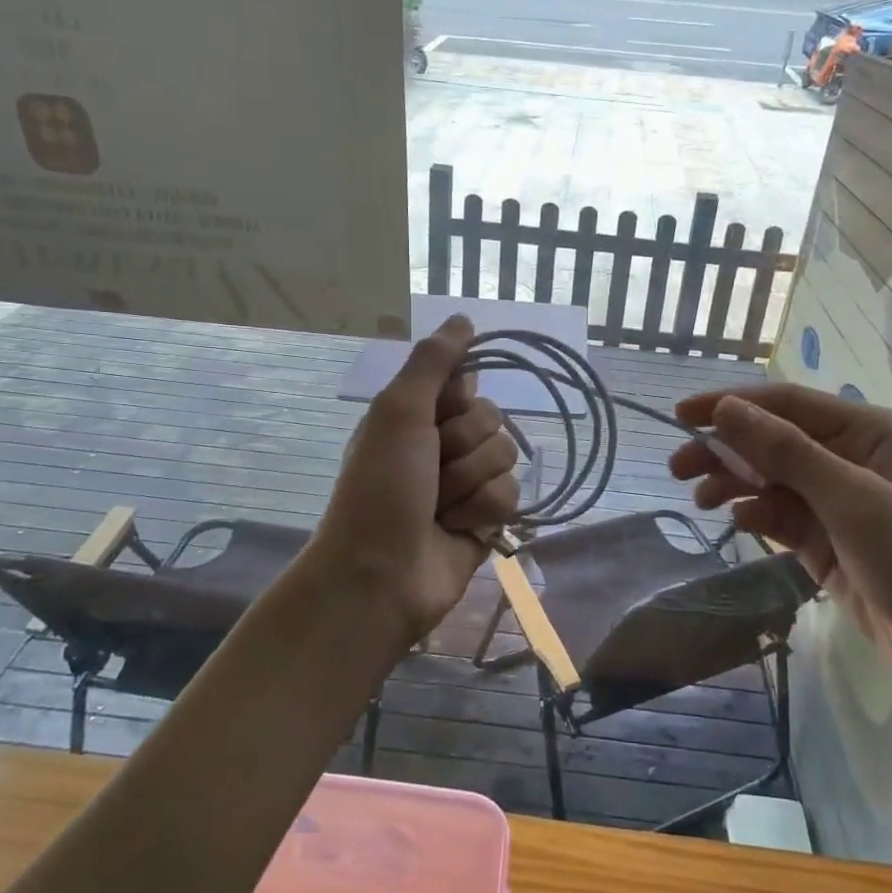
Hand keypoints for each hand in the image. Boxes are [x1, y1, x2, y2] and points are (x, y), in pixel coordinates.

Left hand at [313, 315, 519, 646]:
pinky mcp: (486, 519)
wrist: (380, 574)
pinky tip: (457, 529)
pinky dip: (483, 511)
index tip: (436, 416)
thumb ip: (433, 362)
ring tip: (439, 507)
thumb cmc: (381, 487)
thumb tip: (463, 318)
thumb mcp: (399, 411)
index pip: (467, 382)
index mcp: (417, 414)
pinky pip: (512, 495)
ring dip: (471, 483)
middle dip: (463, 447)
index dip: (456, 400)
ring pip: (506, 457)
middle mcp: (443, 444)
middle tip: (431, 471)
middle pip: (492, 419)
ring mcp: (466, 483)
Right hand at [669, 385, 891, 699]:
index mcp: (872, 433)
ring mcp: (841, 502)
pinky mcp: (829, 540)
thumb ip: (786, 451)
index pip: (789, 404)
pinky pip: (782, 515)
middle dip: (728, 450)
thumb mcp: (852, 499)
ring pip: (774, 479)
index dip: (733, 405)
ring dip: (736, 483)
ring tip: (699, 498)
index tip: (682, 414)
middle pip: (776, 442)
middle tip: (678, 466)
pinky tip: (737, 522)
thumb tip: (726, 408)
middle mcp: (855, 458)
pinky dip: (757, 514)